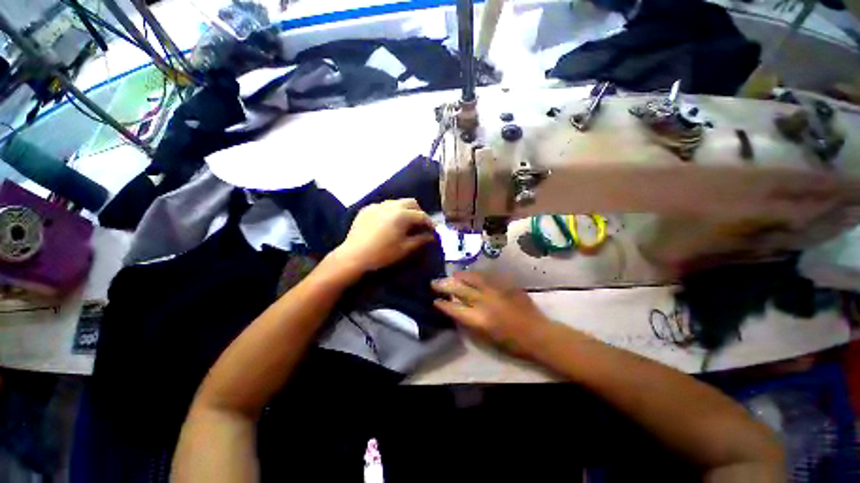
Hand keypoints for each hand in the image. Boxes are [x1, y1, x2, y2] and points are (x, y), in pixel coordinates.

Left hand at [332, 199, 435, 274]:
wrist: (354, 256)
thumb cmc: (383, 254)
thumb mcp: (405, 248)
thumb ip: (421, 240)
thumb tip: (432, 236)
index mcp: (402, 214)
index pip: (422, 215)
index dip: (430, 223)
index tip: (434, 231)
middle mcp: (391, 205)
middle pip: (411, 202)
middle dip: (418, 212)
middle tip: (420, 225)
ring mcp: (377, 205)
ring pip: (397, 202)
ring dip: (405, 210)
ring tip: (405, 223)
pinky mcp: (366, 209)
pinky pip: (383, 206)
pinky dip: (390, 212)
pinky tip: (388, 223)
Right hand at [432, 272, 551, 357]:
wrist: (537, 333)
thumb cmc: (511, 342)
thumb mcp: (486, 337)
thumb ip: (470, 322)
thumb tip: (457, 310)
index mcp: (479, 319)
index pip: (454, 308)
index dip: (443, 304)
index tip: (435, 300)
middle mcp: (484, 301)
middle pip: (459, 290)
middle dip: (445, 285)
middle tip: (434, 282)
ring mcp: (495, 290)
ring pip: (472, 278)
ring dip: (460, 276)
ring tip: (452, 275)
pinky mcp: (505, 284)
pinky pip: (486, 276)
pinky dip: (476, 275)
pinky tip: (471, 274)